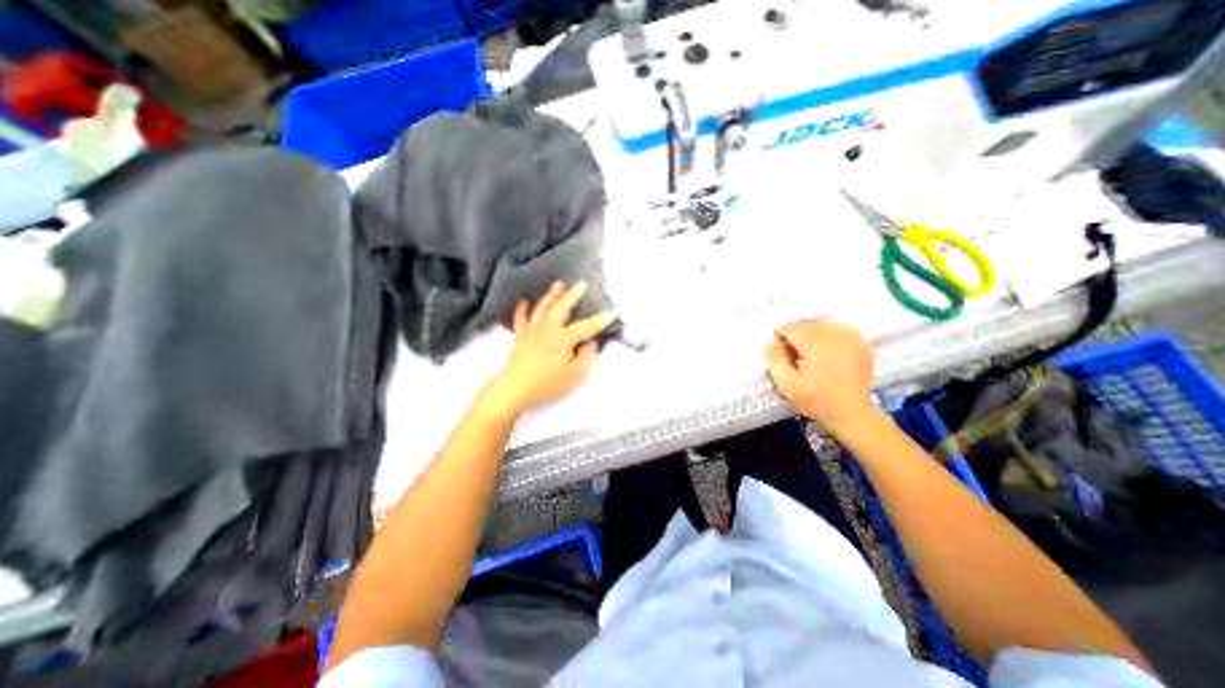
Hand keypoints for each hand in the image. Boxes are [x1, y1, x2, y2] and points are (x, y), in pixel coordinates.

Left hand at [477, 283, 612, 415]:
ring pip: (543, 308)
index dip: (601, 320)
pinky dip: (522, 310)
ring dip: (552, 295)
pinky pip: (521, 319)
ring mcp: (532, 331)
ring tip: (559, 284)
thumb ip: (587, 357)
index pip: (587, 327)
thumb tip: (591, 344)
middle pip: (562, 307)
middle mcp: (548, 328)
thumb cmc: (547, 383)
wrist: (514, 389)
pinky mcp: (520, 337)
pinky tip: (524, 302)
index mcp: (563, 337)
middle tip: (582, 284)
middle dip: (573, 295)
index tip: (613, 312)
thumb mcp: (575, 375)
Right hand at [764, 319, 875, 431]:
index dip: (781, 340)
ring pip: (822, 324)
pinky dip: (829, 336)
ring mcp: (851, 336)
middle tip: (796, 358)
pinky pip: (839, 329)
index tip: (783, 357)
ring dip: (812, 335)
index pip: (789, 327)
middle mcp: (834, 333)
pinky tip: (828, 354)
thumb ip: (774, 359)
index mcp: (815, 342)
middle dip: (797, 337)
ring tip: (811, 356)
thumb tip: (770, 341)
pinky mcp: (862, 342)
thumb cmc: (816, 400)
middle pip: (806, 323)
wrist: (852, 413)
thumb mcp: (786, 384)